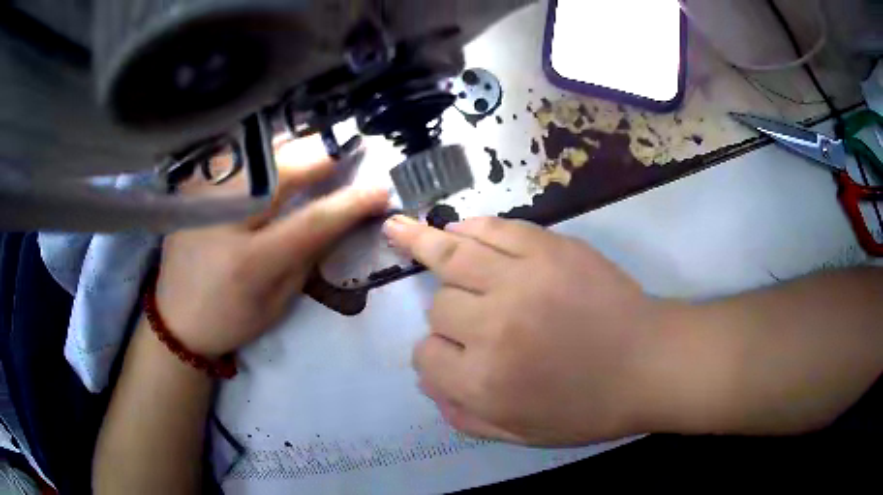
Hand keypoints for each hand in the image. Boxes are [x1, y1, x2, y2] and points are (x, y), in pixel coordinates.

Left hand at [156, 141, 388, 357]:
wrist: (176, 318)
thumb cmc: (230, 319)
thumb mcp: (278, 302)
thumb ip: (307, 256)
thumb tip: (339, 217)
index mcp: (250, 262)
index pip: (312, 221)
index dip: (351, 202)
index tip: (380, 189)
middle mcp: (224, 219)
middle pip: (283, 170)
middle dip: (322, 155)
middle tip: (350, 148)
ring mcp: (204, 196)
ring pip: (257, 152)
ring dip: (294, 146)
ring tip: (318, 147)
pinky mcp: (193, 188)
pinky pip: (236, 156)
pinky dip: (263, 150)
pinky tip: (277, 153)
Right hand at [383, 215, 672, 445]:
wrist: (650, 364)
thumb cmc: (589, 408)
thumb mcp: (521, 434)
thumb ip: (464, 416)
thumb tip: (427, 384)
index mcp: (484, 382)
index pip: (425, 356)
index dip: (434, 356)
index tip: (451, 354)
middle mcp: (493, 327)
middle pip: (440, 307)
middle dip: (448, 316)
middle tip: (474, 319)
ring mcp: (522, 280)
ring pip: (453, 258)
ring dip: (425, 246)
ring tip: (399, 227)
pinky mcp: (549, 249)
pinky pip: (495, 229)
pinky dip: (469, 227)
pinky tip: (454, 227)